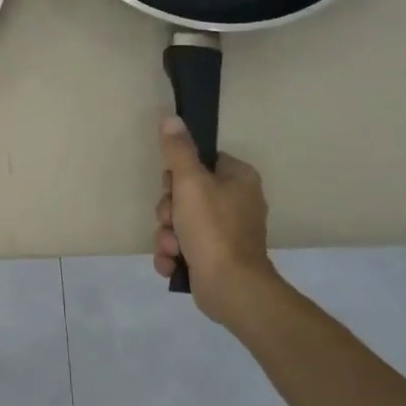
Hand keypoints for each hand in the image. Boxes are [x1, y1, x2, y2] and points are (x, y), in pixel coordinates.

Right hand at [153, 116, 279, 323]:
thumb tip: (171, 118)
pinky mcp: (215, 257)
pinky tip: (174, 263)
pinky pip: (182, 246)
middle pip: (184, 194)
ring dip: (166, 235)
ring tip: (174, 248)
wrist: (230, 287)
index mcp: (238, 179)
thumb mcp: (190, 183)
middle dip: (168, 212)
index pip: (200, 162)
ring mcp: (225, 232)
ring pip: (178, 222)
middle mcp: (236, 202)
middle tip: (171, 221)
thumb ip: (178, 151)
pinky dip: (173, 255)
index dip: (178, 176)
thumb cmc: (213, 228)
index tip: (174, 188)